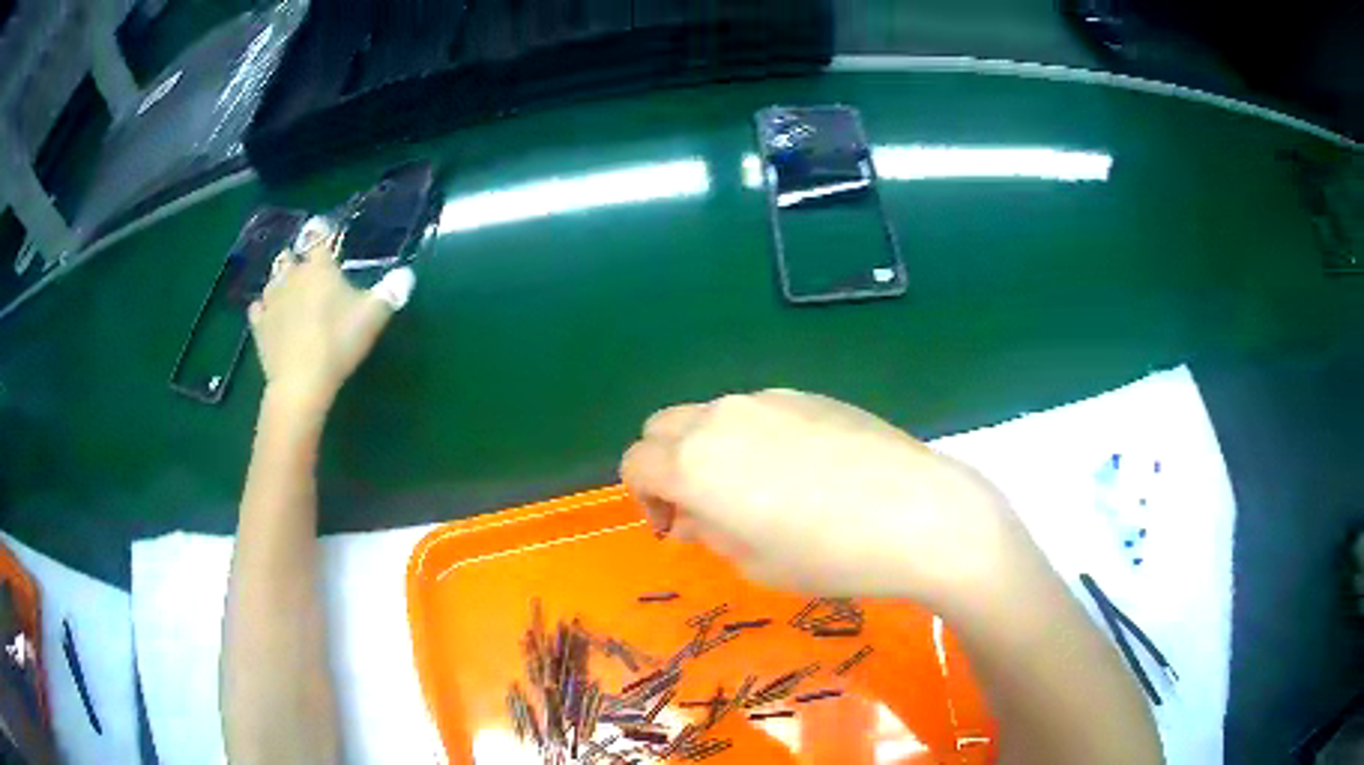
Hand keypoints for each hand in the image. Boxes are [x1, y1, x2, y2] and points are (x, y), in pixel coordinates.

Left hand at [248, 221, 413, 411]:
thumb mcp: (374, 316)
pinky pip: (258, 308)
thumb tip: (407, 274)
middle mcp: (291, 276)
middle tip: (307, 270)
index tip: (324, 232)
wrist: (300, 381)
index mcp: (319, 267)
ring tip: (289, 292)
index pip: (317, 236)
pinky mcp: (259, 325)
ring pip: (271, 280)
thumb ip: (391, 291)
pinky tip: (271, 316)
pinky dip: (264, 308)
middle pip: (289, 255)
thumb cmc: (338, 342)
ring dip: (279, 281)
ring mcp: (271, 300)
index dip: (321, 231)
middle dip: (296, 258)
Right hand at [621, 390, 1033, 604]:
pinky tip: (801, 471)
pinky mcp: (808, 394)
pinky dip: (753, 436)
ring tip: (755, 489)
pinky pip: (758, 410)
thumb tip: (690, 514)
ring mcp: (767, 399)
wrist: (917, 513)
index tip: (676, 527)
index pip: (636, 463)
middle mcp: (721, 418)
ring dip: (709, 448)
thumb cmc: (828, 555)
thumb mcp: (753, 562)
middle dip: (667, 464)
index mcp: (694, 463)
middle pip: (663, 427)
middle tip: (703, 505)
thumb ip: (707, 531)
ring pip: (711, 414)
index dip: (644, 498)